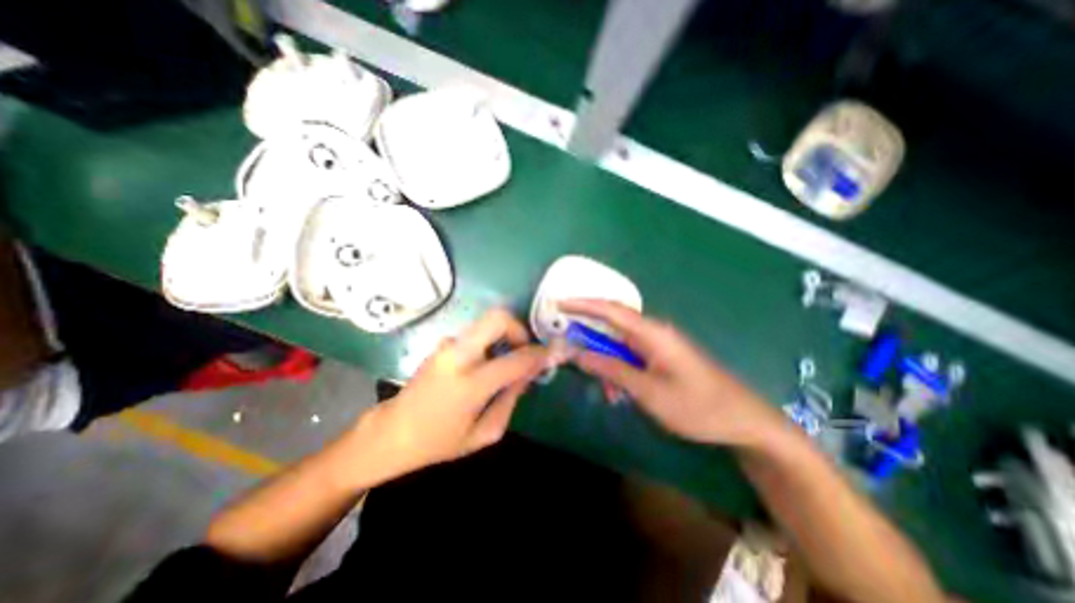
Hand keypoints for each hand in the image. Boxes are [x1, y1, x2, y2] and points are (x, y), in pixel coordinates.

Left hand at [356, 309, 549, 481]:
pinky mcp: (443, 343)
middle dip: (519, 328)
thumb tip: (530, 371)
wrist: (392, 432)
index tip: (552, 354)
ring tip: (506, 361)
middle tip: (524, 350)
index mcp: (469, 384)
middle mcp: (458, 355)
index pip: (516, 359)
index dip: (539, 354)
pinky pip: (476, 333)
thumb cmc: (440, 441)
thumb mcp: (486, 432)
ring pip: (487, 322)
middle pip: (497, 318)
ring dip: (504, 335)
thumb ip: (512, 398)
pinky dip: (490, 341)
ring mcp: (447, 345)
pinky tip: (487, 364)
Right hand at [563, 297, 782, 447]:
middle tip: (568, 348)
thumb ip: (612, 369)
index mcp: (652, 333)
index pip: (611, 310)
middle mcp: (654, 332)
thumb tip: (579, 354)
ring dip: (606, 361)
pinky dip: (619, 369)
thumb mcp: (648, 391)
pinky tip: (620, 391)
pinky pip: (632, 356)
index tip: (559, 303)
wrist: (743, 421)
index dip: (583, 304)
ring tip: (606, 390)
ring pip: (621, 344)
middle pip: (613, 324)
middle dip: (589, 335)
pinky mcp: (662, 357)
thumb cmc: (696, 406)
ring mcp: (659, 344)